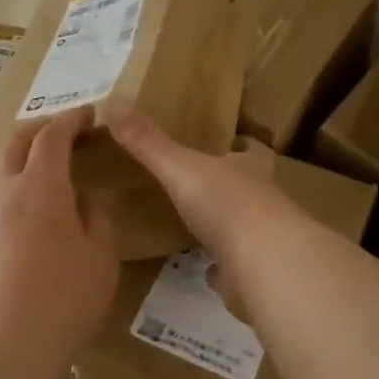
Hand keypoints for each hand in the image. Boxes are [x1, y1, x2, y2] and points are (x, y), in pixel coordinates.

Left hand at [0, 107, 117, 378]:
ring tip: (35, 167)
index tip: (88, 114)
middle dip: (40, 129)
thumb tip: (83, 201)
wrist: (1, 350)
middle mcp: (5, 192)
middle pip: (16, 143)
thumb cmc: (63, 301)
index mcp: (42, 186)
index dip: (71, 119)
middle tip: (63, 132)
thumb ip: (96, 219)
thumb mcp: (101, 259)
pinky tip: (7, 207)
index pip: (53, 136)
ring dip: (16, 158)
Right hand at [106, 103, 285, 256]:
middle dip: (233, 186)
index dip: (246, 146)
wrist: (264, 266)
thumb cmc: (226, 204)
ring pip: (246, 229)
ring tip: (198, 225)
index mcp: (249, 171)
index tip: (236, 141)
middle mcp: (263, 202)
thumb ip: (147, 141)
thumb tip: (113, 102)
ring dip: (227, 227)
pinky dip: (222, 267)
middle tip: (205, 184)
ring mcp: (262, 242)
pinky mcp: (255, 276)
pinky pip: (236, 268)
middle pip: (252, 189)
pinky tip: (204, 268)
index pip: (254, 152)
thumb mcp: (179, 166)